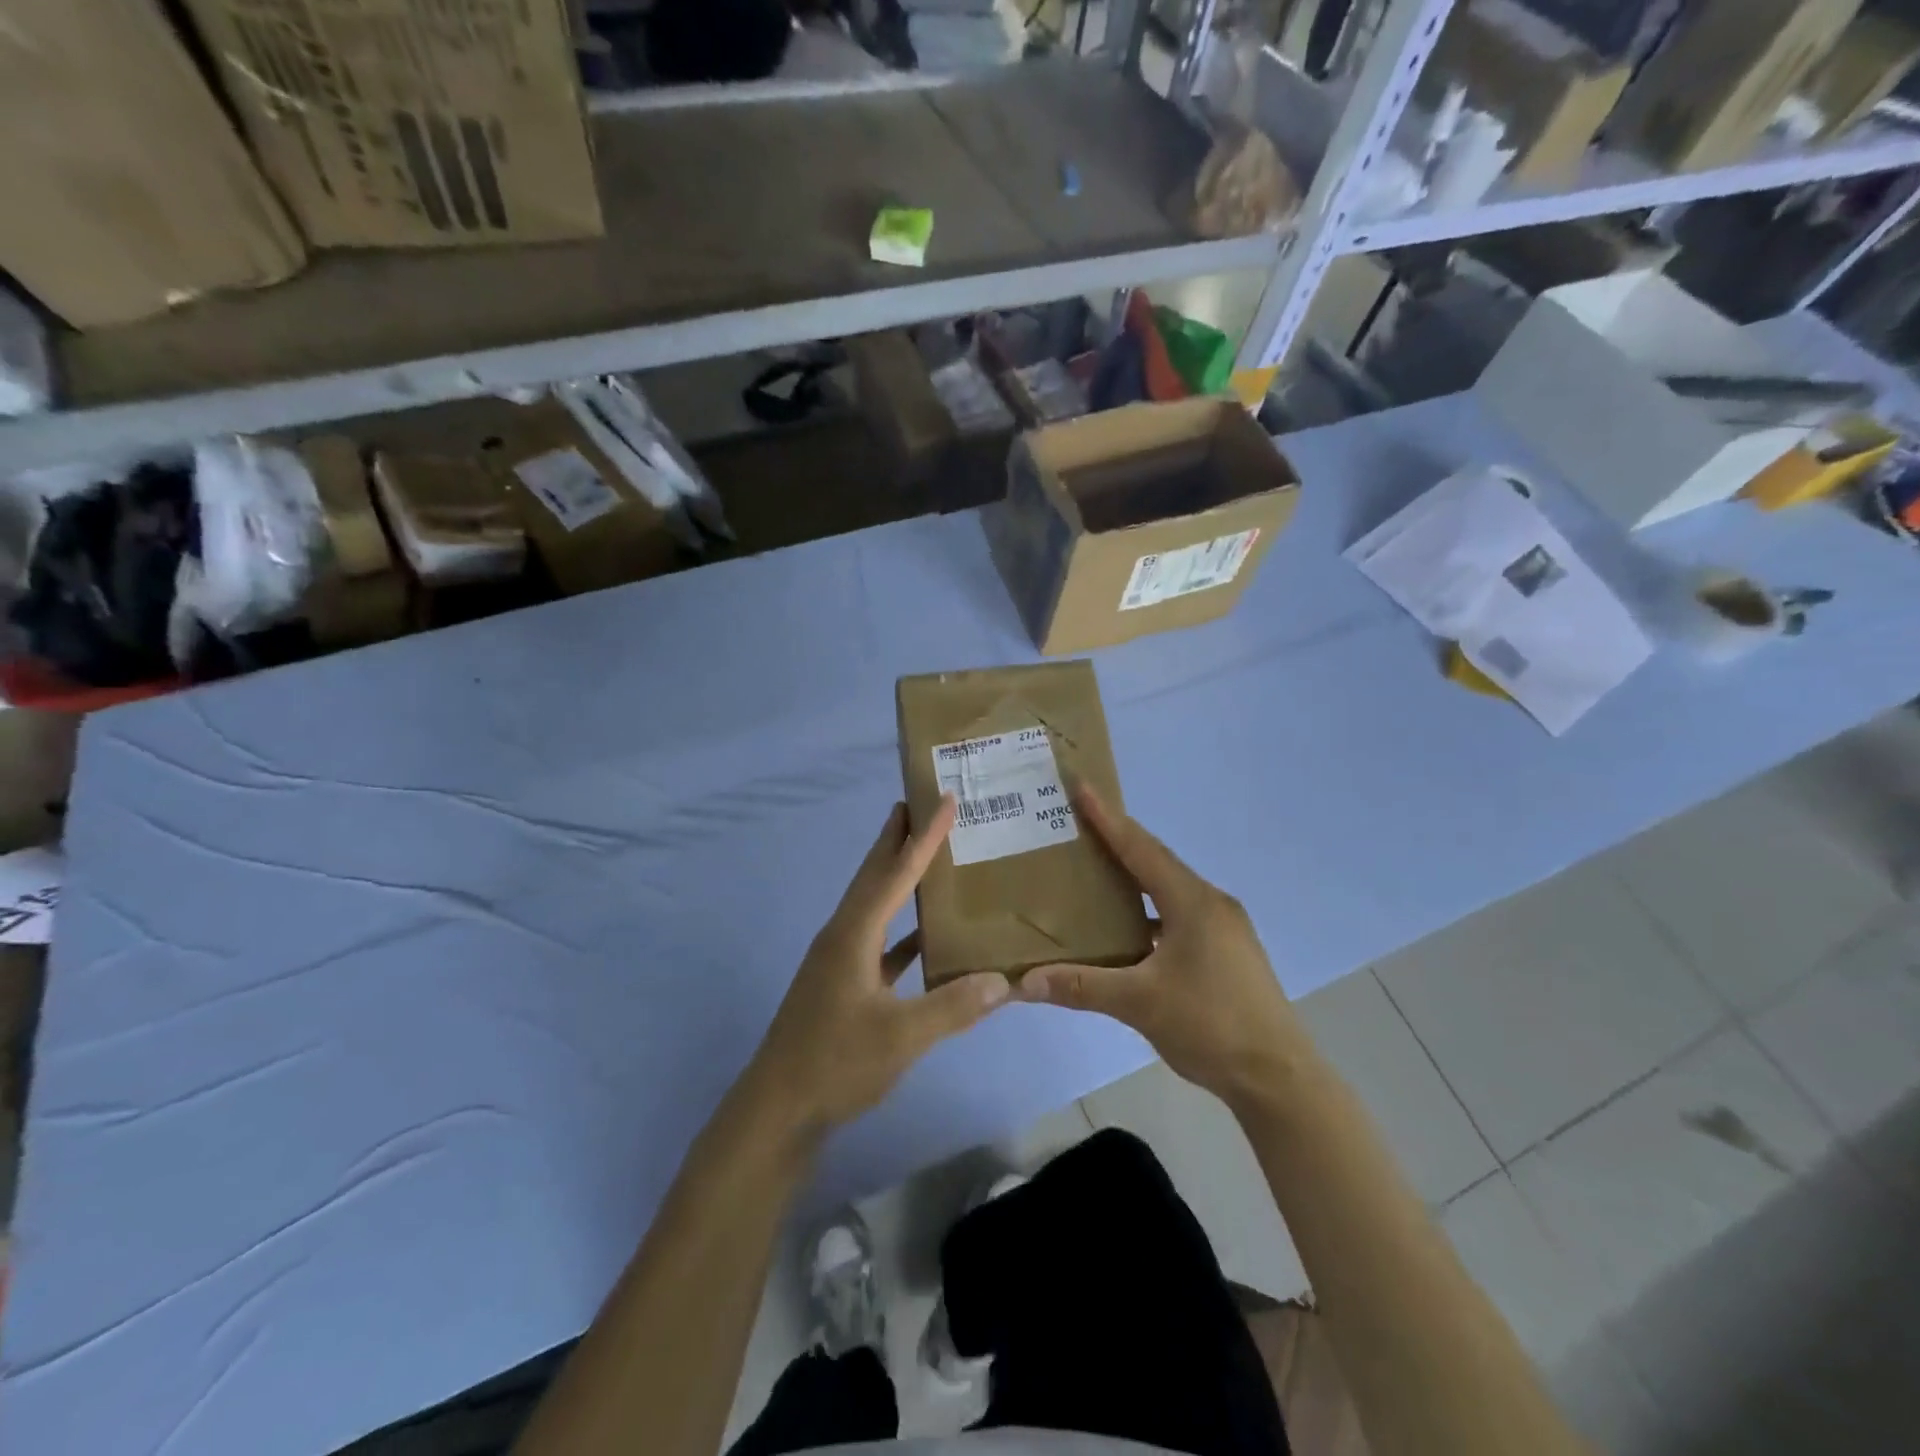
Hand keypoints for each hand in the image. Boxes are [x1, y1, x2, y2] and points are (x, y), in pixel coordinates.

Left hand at [747, 798, 1010, 1136]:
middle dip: (896, 838)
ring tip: (923, 854)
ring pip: (874, 905)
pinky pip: (878, 940)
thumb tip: (1003, 981)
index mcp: (853, 934)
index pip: (895, 873)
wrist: (778, 1108)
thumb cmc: (835, 1064)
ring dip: (896, 876)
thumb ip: (953, 1007)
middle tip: (919, 803)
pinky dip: (901, 928)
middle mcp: (843, 935)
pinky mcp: (842, 984)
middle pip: (874, 875)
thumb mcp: (901, 1038)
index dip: (923, 837)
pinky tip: (924, 934)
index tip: (943, 800)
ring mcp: (839, 960)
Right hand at [1018, 788, 1304, 1108]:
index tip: (1082, 786)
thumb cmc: (1210, 1026)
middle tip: (1078, 825)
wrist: (1278, 1077)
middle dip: (1118, 841)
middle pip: (1156, 862)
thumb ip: (1082, 986)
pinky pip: (1179, 915)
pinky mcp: (1227, 951)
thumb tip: (1024, 982)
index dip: (1108, 817)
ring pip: (1169, 890)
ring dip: (1134, 879)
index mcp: (1192, 902)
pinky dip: (1150, 912)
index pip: (1140, 848)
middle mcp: (1210, 904)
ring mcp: (1224, 928)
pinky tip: (1129, 930)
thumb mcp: (1140, 1004)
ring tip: (1095, 872)